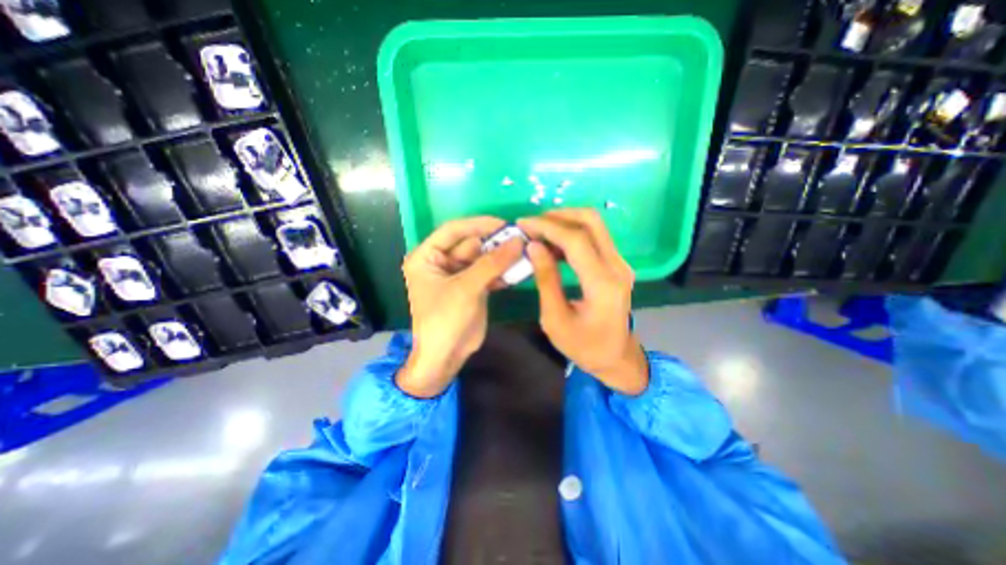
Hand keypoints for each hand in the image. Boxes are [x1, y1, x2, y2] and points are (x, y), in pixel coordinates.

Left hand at [396, 217, 521, 397]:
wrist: (446, 357)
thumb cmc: (445, 320)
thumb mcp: (466, 288)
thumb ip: (492, 263)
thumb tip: (518, 241)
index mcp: (427, 256)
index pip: (453, 230)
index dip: (478, 224)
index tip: (504, 224)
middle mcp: (441, 262)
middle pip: (471, 243)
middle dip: (495, 242)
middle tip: (522, 239)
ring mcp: (459, 274)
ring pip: (483, 258)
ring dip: (502, 257)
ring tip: (525, 253)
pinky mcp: (473, 286)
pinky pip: (489, 272)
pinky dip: (503, 272)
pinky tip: (519, 271)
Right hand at [514, 211, 648, 394]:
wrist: (616, 357)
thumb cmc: (584, 346)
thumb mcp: (555, 319)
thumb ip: (546, 279)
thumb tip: (533, 246)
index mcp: (602, 284)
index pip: (576, 240)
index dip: (547, 227)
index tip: (522, 224)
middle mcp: (617, 267)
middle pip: (591, 221)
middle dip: (558, 215)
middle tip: (532, 224)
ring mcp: (620, 264)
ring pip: (594, 225)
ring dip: (565, 222)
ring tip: (538, 233)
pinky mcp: (617, 265)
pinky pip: (595, 238)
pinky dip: (572, 234)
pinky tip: (553, 245)